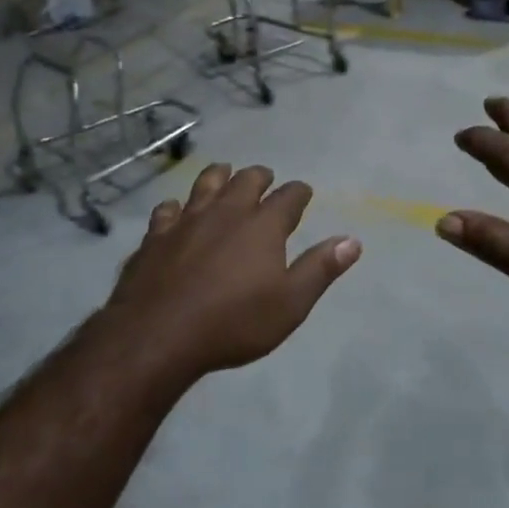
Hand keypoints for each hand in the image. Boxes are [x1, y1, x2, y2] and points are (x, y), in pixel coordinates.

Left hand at [101, 163, 361, 380]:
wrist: (159, 334)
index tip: (303, 192)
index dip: (299, 192)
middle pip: (246, 181)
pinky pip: (167, 210)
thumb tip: (352, 240)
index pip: (288, 197)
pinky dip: (176, 207)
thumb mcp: (290, 303)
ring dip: (218, 176)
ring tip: (224, 173)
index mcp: (263, 226)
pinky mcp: (156, 236)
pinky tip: (175, 211)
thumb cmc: (234, 322)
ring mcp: (187, 220)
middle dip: (259, 176)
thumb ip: (320, 268)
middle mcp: (226, 212)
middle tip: (265, 177)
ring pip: (205, 184)